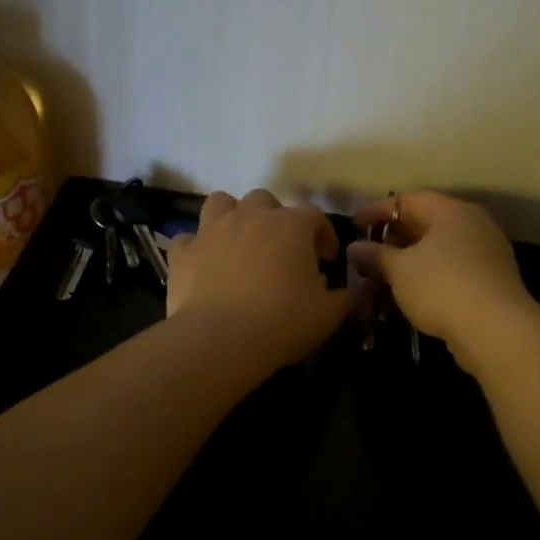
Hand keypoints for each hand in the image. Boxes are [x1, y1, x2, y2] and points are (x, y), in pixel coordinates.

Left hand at [166, 190, 354, 368]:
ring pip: (221, 203)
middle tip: (280, 249)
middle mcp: (250, 216)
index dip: (323, 235)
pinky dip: (197, 248)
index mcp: (290, 225)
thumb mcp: (329, 314)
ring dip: (232, 217)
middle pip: (265, 200)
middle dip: (275, 218)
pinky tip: (204, 265)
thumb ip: (348, 297)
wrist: (220, 340)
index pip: (315, 217)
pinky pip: (189, 239)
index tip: (326, 259)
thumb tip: (356, 290)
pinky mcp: (183, 252)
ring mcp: (211, 230)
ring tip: (239, 242)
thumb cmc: (282, 322)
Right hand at [348, 191, 533, 359]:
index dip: (378, 211)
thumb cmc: (442, 286)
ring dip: (409, 261)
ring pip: (439, 250)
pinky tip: (409, 295)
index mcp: (452, 212)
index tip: (354, 225)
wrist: (496, 330)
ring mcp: (486, 253)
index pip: (408, 200)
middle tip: (368, 254)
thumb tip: (354, 247)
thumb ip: (375, 255)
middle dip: (393, 238)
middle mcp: (473, 225)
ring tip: (383, 277)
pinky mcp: (491, 281)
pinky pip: (451, 270)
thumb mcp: (399, 269)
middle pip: (426, 223)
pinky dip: (427, 277)